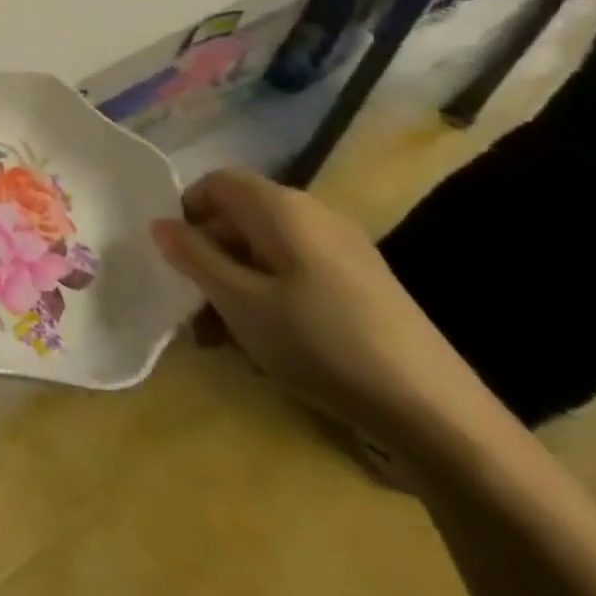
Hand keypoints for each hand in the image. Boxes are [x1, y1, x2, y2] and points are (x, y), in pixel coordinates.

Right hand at [150, 169, 490, 447]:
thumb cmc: (320, 342)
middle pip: (240, 218)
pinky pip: (295, 274)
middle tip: (190, 307)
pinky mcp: (362, 285)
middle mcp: (313, 215)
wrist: (435, 412)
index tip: (173, 258)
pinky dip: (268, 297)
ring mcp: (343, 250)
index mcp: (282, 207)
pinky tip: (263, 343)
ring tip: (220, 337)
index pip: (216, 183)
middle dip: (206, 258)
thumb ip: (193, 256)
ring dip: (233, 284)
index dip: (186, 212)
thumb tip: (160, 223)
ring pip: (265, 251)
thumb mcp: (239, 301)